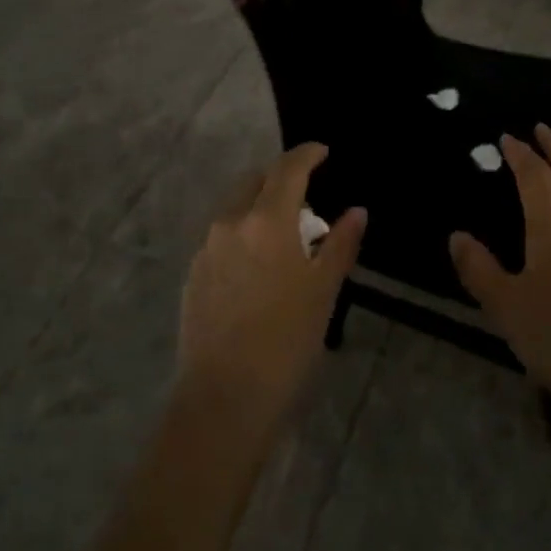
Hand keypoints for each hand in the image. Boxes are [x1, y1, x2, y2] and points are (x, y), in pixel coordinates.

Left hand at [177, 144, 364, 444]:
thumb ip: (340, 244)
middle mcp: (230, 223)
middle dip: (281, 179)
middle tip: (307, 198)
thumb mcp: (323, 291)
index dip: (307, 154)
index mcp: (265, 220)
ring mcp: (206, 249)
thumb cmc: (286, 341)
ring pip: (235, 209)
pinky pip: (222, 237)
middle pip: (256, 182)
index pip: (287, 169)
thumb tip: (356, 212)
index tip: (323, 151)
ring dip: (260, 207)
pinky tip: (258, 266)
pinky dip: (243, 234)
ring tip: (285, 235)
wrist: (224, 399)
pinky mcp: (193, 274)